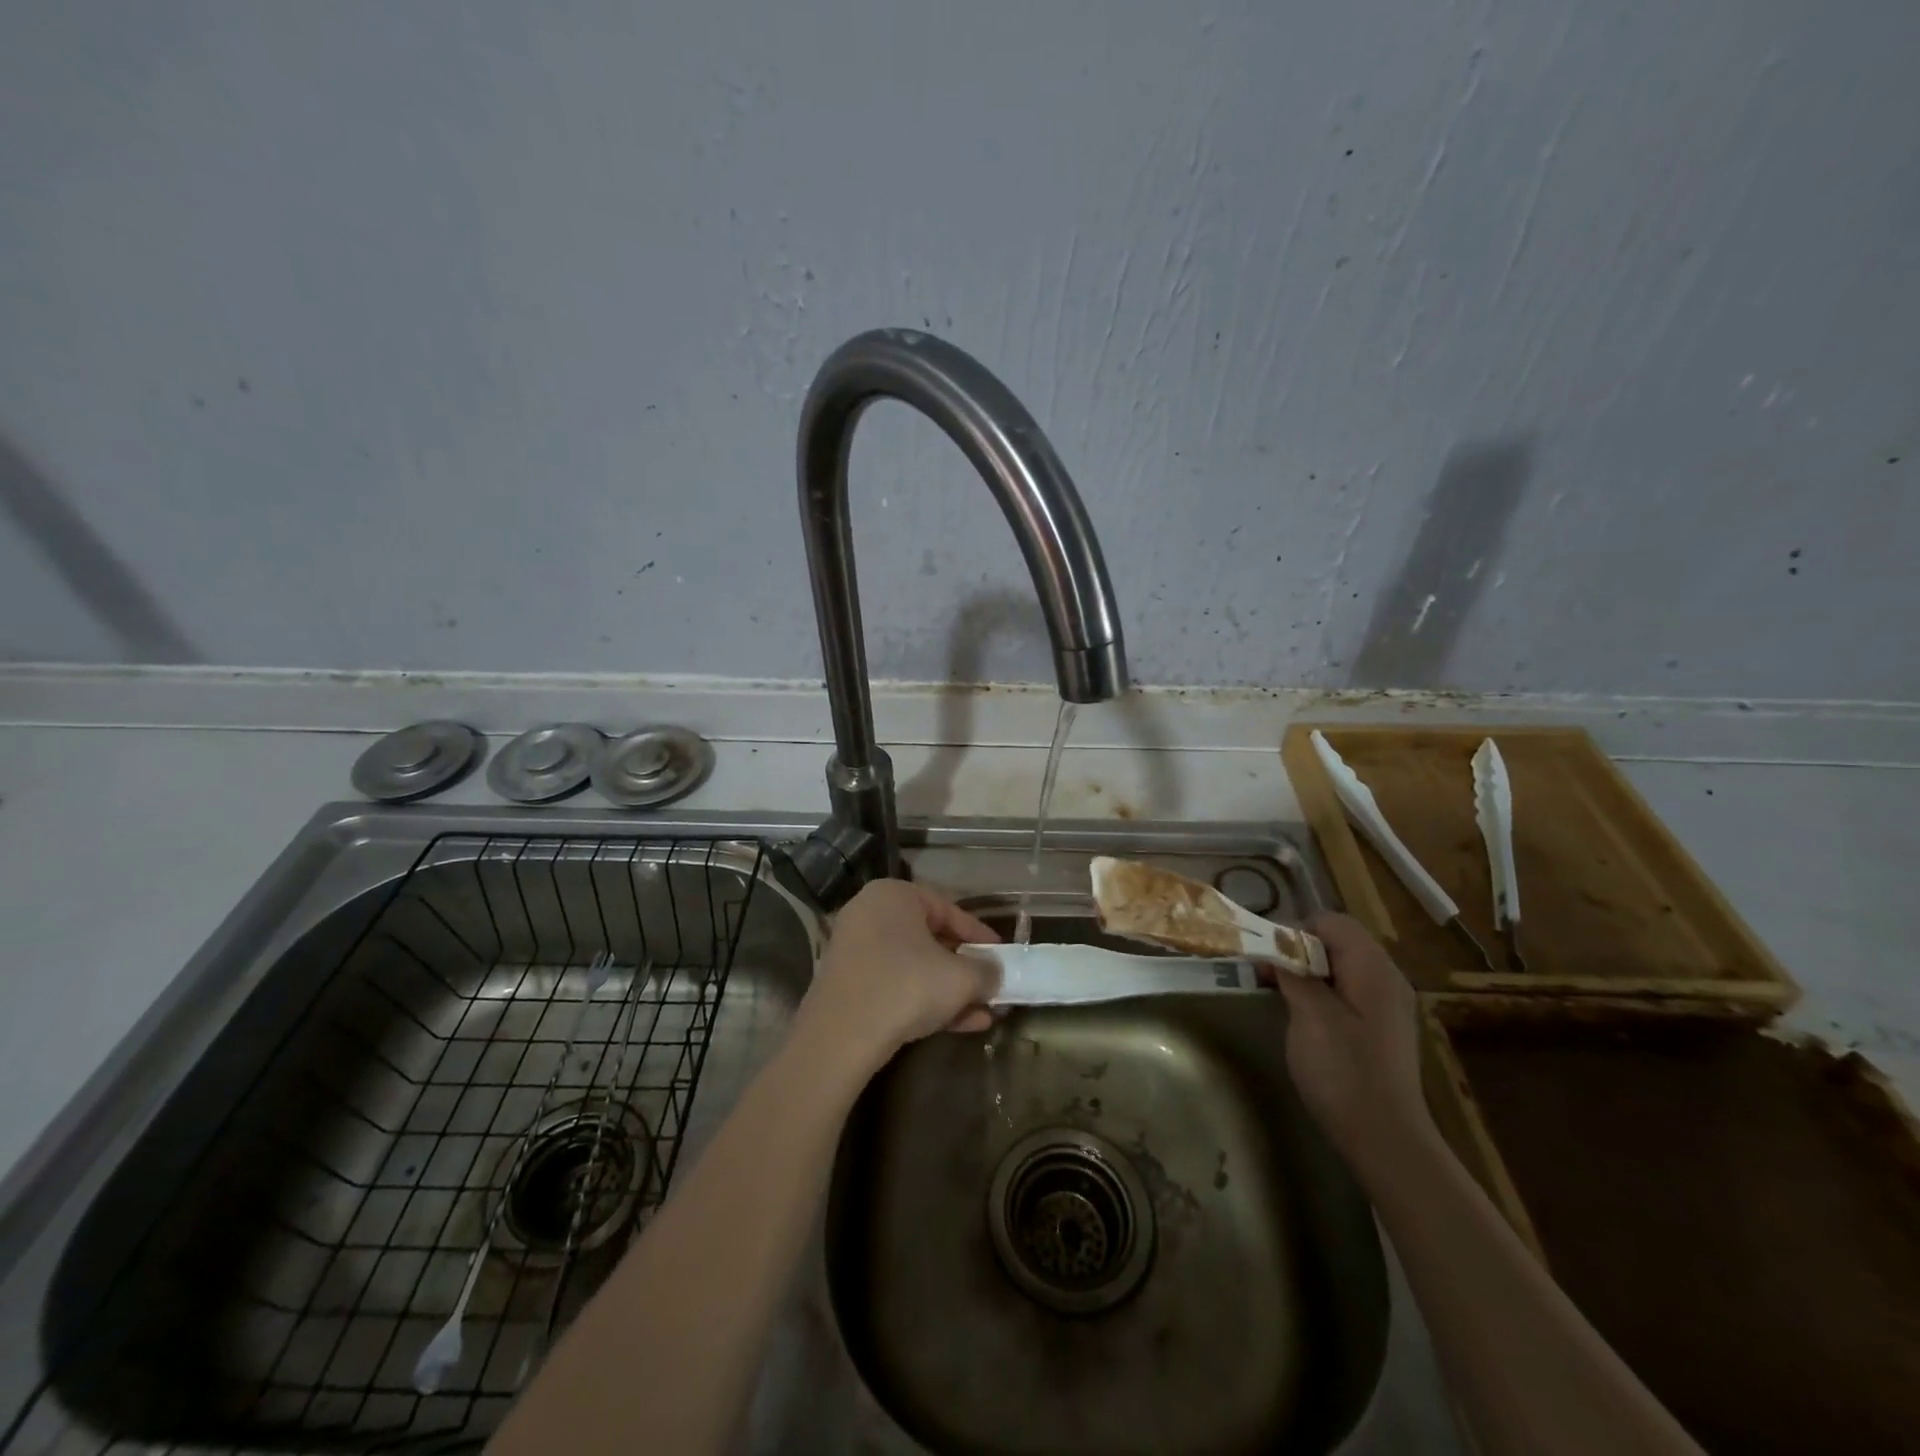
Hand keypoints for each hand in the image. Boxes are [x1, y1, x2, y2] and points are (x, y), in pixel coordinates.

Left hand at [797, 879, 1000, 1074]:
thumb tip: (995, 974)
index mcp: (894, 895)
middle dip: (965, 967)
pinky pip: (895, 986)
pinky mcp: (848, 986)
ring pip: (914, 967)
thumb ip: (986, 971)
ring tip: (984, 1012)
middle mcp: (870, 914)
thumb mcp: (960, 978)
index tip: (1001, 954)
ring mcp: (855, 951)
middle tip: (991, 984)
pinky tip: (961, 1025)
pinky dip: (926, 1001)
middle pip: (930, 938)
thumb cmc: (906, 987)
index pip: (947, 908)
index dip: (979, 934)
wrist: (840, 1038)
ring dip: (950, 989)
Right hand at [1272, 912, 1435, 1171]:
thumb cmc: (1344, 1071)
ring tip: (1279, 995)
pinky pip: (1347, 992)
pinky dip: (1322, 993)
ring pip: (1340, 967)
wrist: (1385, 1139)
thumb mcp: (1309, 1015)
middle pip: (1337, 942)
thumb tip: (1277, 947)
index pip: (1332, 922)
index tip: (1268, 957)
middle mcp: (1386, 978)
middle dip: (1298, 951)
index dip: (1296, 930)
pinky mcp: (1381, 1028)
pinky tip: (1304, 1018)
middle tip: (1268, 975)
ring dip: (1307, 973)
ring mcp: (1387, 1005)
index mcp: (1373, 968)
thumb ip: (1293, 972)